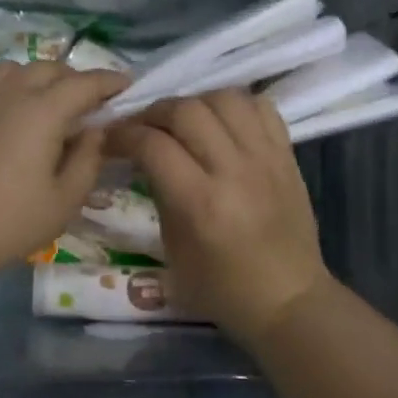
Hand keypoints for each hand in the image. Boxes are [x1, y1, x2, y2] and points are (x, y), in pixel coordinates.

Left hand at [0, 60, 129, 281]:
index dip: (110, 82)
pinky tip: (11, 115)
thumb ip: (87, 161)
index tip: (128, 86)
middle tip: (90, 104)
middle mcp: (10, 92)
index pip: (85, 84)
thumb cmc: (3, 222)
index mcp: (42, 111)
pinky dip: (11, 86)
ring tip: (48, 105)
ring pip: (17, 69)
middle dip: (76, 79)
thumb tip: (95, 131)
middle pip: (50, 69)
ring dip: (40, 78)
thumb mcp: (62, 202)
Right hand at [116, 90, 326, 345]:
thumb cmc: (221, 287)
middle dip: (154, 113)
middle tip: (143, 127)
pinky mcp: (287, 155)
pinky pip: (262, 107)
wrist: (288, 300)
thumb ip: (159, 194)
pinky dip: (236, 106)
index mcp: (199, 202)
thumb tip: (143, 156)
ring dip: (195, 102)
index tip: (110, 139)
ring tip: (184, 121)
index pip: (152, 145)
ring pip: (225, 98)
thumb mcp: (172, 248)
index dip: (123, 134)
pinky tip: (222, 122)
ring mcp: (265, 158)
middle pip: (186, 110)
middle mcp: (233, 170)